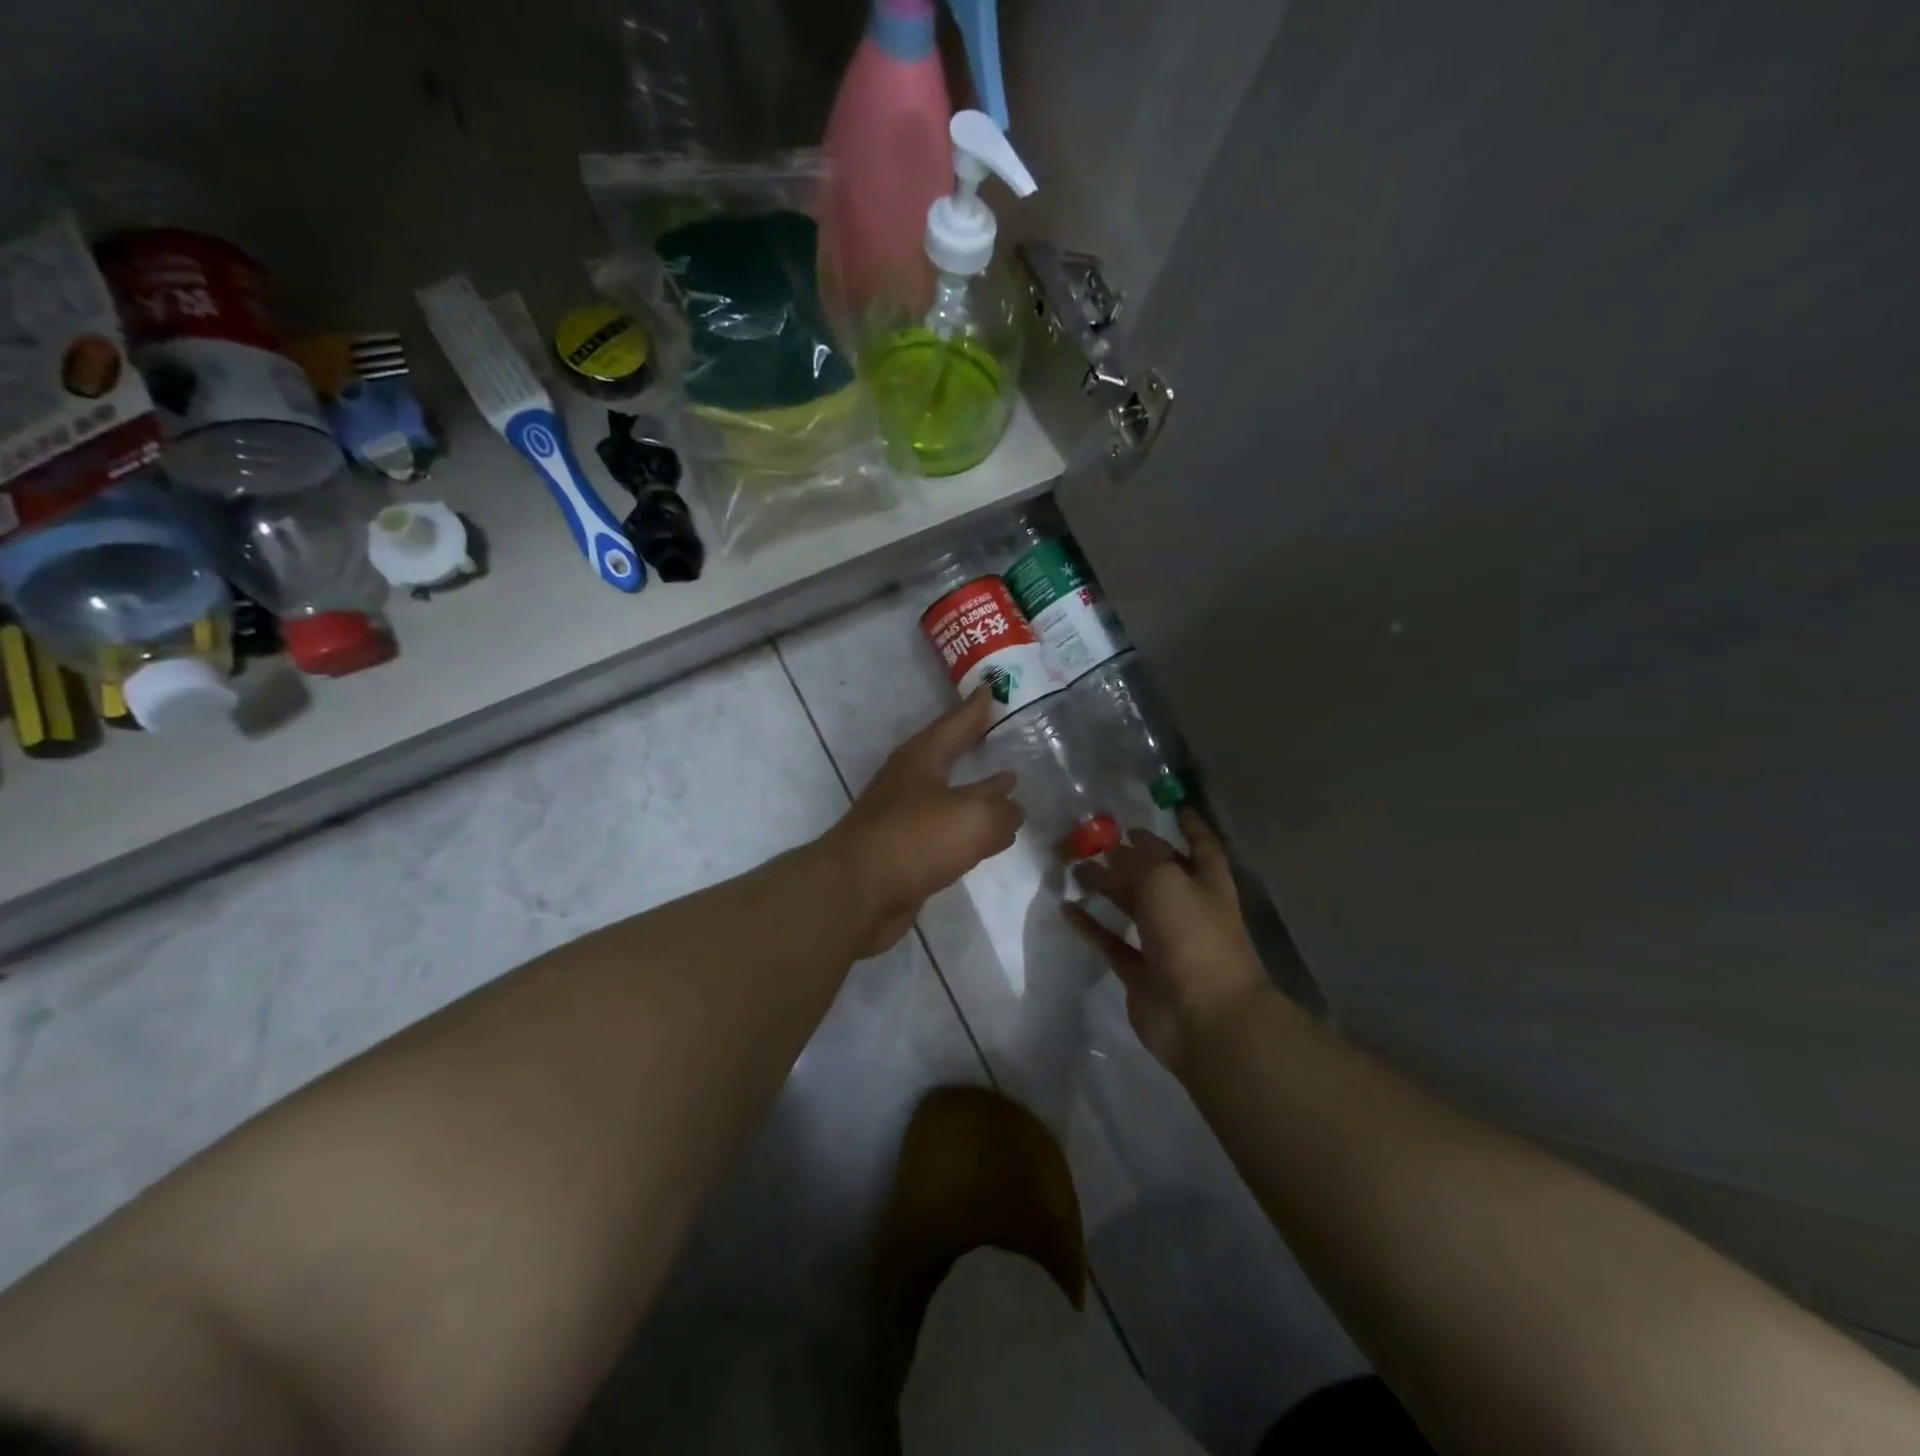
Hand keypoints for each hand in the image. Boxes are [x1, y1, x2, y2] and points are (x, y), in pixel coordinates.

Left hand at [823, 693, 1023, 955]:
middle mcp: (908, 781)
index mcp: (921, 758)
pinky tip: (982, 839)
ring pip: (948, 796)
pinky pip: (944, 832)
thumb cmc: (916, 839)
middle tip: (1001, 735)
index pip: (955, 723)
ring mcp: (902, 817)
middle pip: (947, 756)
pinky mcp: (902, 853)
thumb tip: (1012, 811)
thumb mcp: (973, 817)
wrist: (857, 892)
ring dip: (974, 792)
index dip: (975, 709)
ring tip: (1006, 788)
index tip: (992, 689)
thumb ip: (1002, 811)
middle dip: (973, 746)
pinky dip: (966, 830)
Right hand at [1065, 809, 1270, 1075]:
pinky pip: (1112, 943)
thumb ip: (1138, 862)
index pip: (1202, 846)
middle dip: (1131, 856)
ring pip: (1132, 908)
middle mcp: (1189, 910)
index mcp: (1208, 884)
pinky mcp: (1142, 973)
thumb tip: (1115, 854)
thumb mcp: (1165, 880)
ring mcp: (1166, 944)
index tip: (1171, 806)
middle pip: (1157, 875)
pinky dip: (1092, 926)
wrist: (1205, 1016)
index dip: (1190, 825)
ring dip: (1107, 888)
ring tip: (1075, 868)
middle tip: (1096, 838)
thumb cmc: (1193, 935)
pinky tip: (1068, 909)